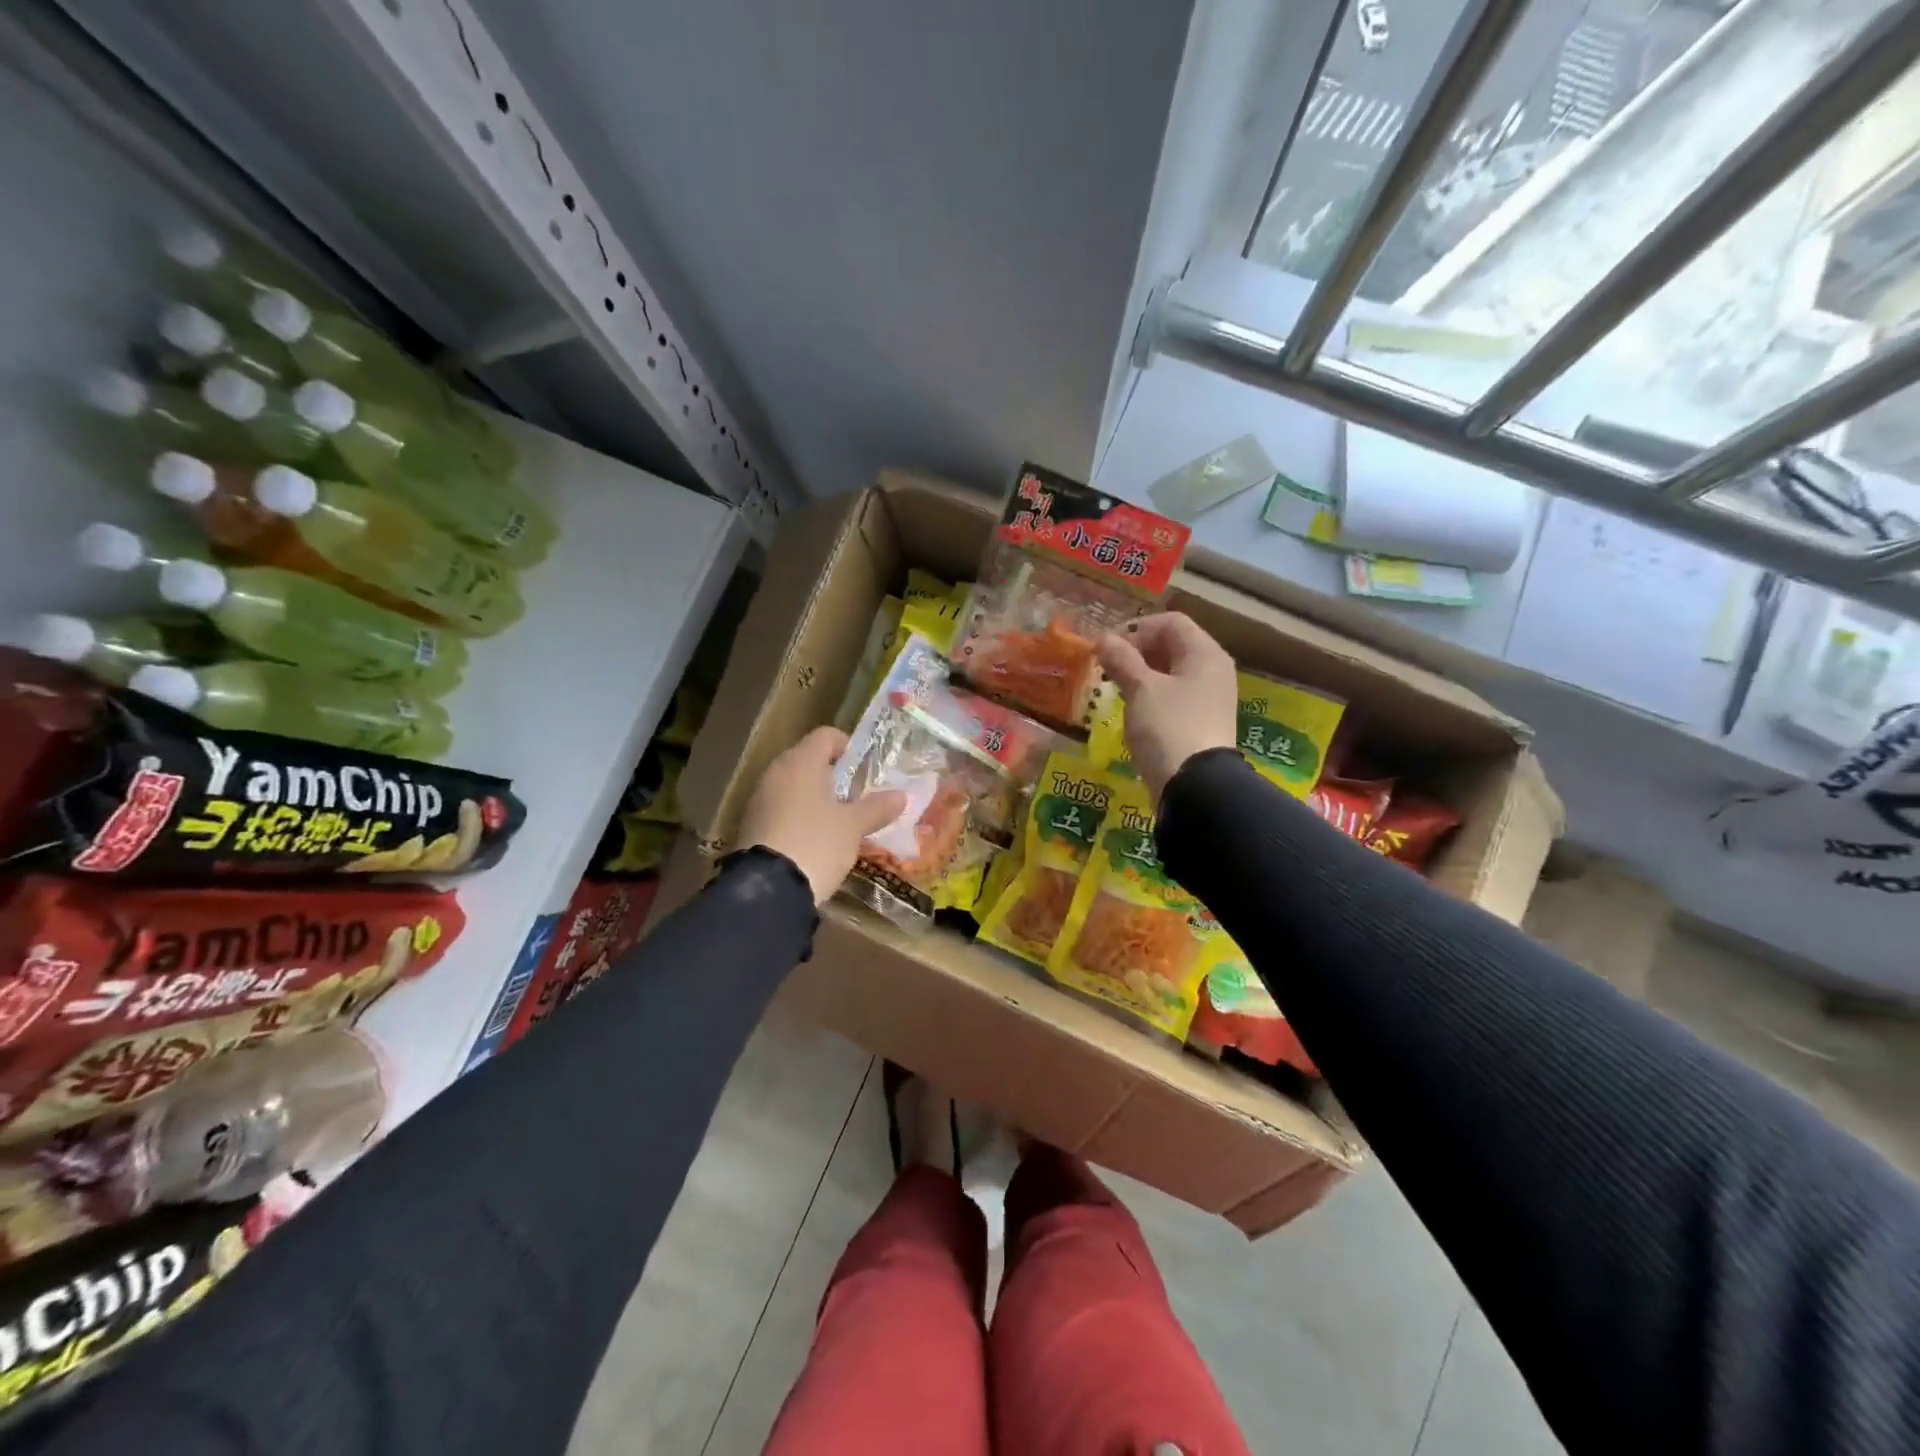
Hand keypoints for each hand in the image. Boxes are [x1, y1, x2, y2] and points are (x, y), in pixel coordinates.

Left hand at [736, 726, 906, 904]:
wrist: (768, 889)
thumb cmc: (817, 843)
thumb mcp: (854, 826)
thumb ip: (877, 807)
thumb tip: (901, 795)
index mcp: (801, 762)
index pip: (826, 736)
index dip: (849, 746)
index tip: (866, 768)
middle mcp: (776, 772)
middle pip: (808, 759)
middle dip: (834, 774)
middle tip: (857, 796)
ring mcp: (759, 798)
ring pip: (793, 785)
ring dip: (816, 796)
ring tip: (839, 820)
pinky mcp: (751, 824)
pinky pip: (781, 808)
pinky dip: (799, 815)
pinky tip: (815, 838)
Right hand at [1097, 613, 1236, 800]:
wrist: (1195, 786)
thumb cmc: (1168, 727)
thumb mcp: (1141, 689)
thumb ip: (1122, 659)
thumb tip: (1103, 639)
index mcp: (1205, 654)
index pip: (1171, 622)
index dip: (1137, 628)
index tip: (1108, 648)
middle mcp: (1212, 671)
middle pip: (1172, 646)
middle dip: (1136, 652)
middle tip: (1107, 668)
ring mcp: (1208, 699)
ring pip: (1170, 673)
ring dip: (1141, 675)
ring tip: (1115, 688)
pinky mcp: (1199, 723)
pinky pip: (1173, 698)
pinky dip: (1151, 697)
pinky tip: (1132, 710)